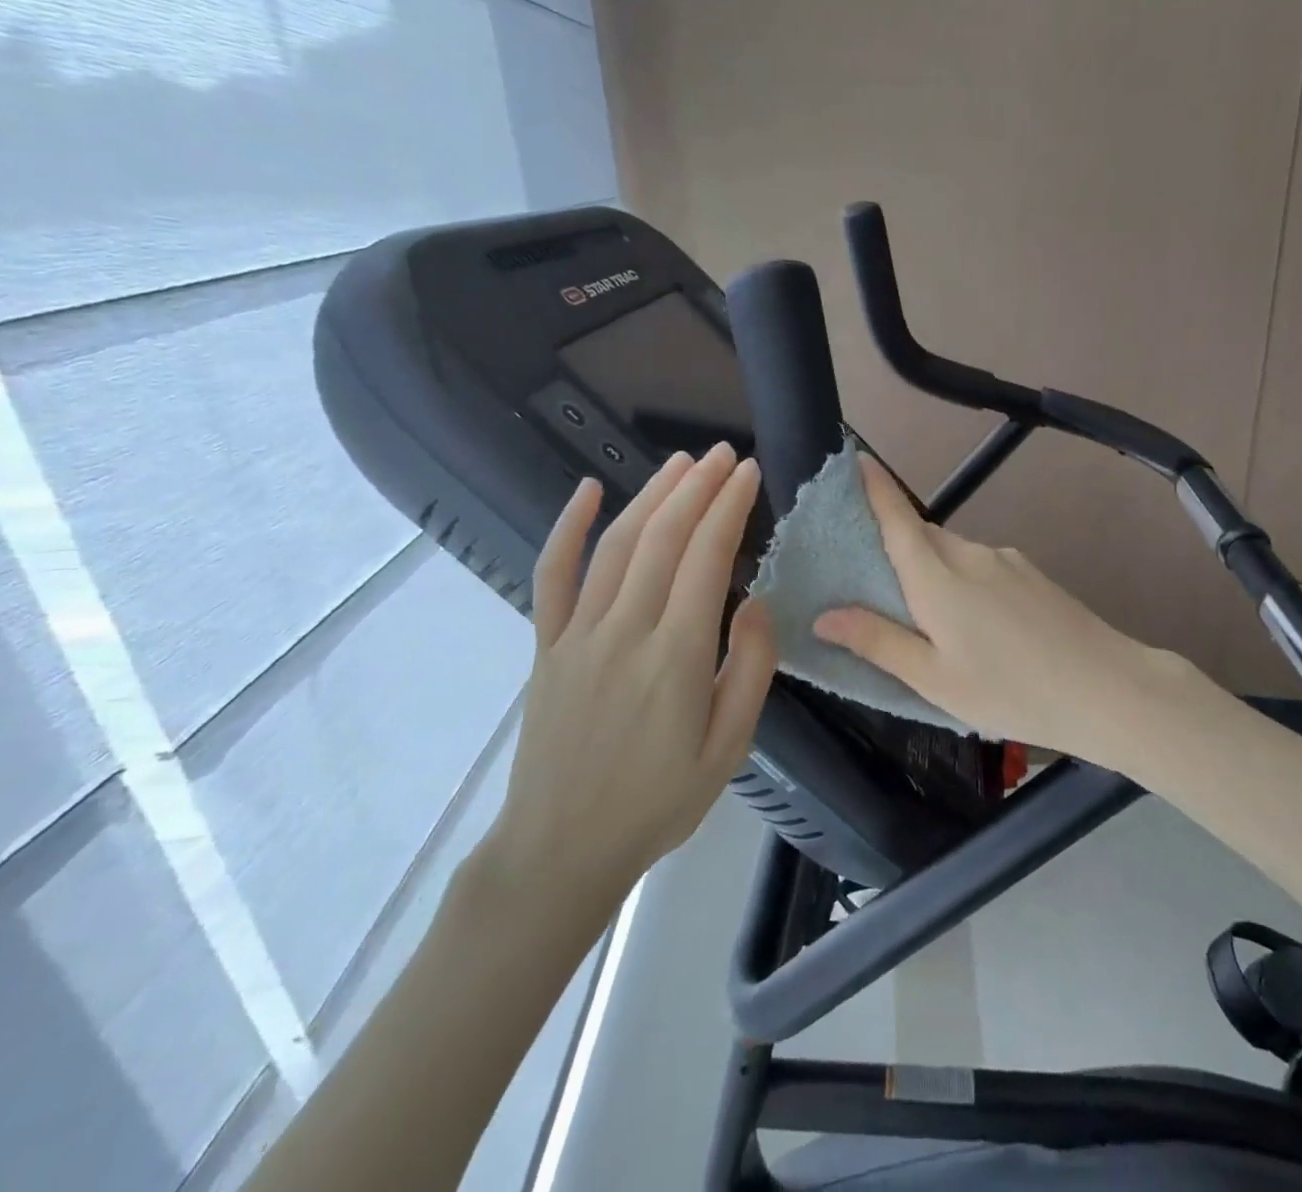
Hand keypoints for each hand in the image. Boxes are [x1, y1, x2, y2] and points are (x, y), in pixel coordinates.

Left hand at [486, 444, 776, 938]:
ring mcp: (577, 634)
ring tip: (680, 461)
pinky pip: (552, 575)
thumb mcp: (728, 749)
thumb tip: (754, 601)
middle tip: (721, 454)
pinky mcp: (547, 645)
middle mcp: (624, 632)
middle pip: (663, 539)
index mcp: (675, 657)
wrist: (561, 848)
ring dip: (652, 496)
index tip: (747, 472)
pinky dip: (567, 527)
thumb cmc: (657, 802)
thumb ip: (749, 670)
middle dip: (696, 487)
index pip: (706, 559)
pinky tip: (587, 491)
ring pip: (617, 545)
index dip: (728, 508)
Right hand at [814, 455, 1194, 770]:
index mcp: (938, 577)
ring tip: (934, 626)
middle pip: (922, 537)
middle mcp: (970, 554)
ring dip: (933, 573)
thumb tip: (825, 616)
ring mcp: (1006, 560)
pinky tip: (980, 630)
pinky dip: (964, 583)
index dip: (874, 487)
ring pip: (953, 554)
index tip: (855, 459)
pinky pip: (982, 566)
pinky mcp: (1031, 572)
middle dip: (897, 549)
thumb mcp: (935, 680)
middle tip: (879, 589)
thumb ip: (878, 642)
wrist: (1108, 688)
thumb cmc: (1011, 690)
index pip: (897, 518)